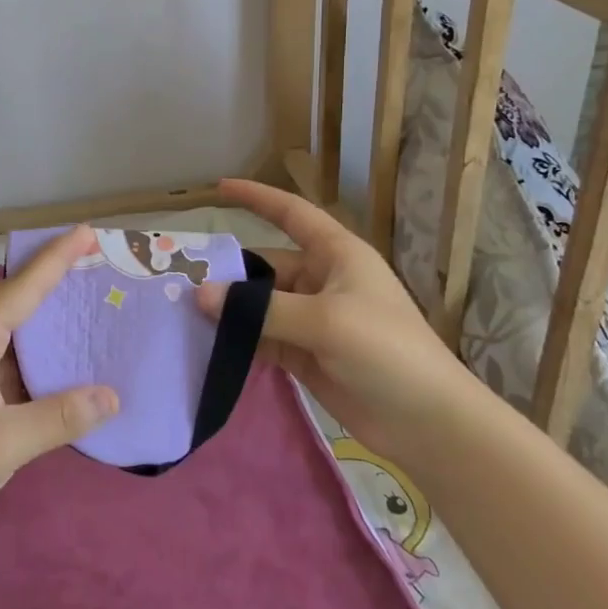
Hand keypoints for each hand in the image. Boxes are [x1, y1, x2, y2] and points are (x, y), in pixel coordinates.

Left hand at [0, 225, 118, 548]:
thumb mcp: (3, 441)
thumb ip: (60, 417)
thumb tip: (113, 396)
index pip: (22, 286)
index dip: (57, 257)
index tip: (88, 232)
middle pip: (22, 306)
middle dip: (62, 289)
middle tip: (107, 273)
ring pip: (21, 343)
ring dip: (57, 335)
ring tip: (103, 318)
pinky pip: (18, 374)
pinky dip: (46, 372)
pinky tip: (77, 376)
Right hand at [196, 178, 477, 446]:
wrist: (427, 422)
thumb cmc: (386, 351)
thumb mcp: (324, 321)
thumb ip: (261, 309)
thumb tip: (200, 294)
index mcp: (337, 255)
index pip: (291, 213)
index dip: (257, 197)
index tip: (219, 187)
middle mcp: (322, 281)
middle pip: (265, 266)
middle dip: (229, 273)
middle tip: (180, 281)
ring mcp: (313, 320)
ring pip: (260, 306)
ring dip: (230, 310)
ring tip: (183, 314)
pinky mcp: (305, 355)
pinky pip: (263, 338)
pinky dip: (239, 340)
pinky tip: (207, 344)